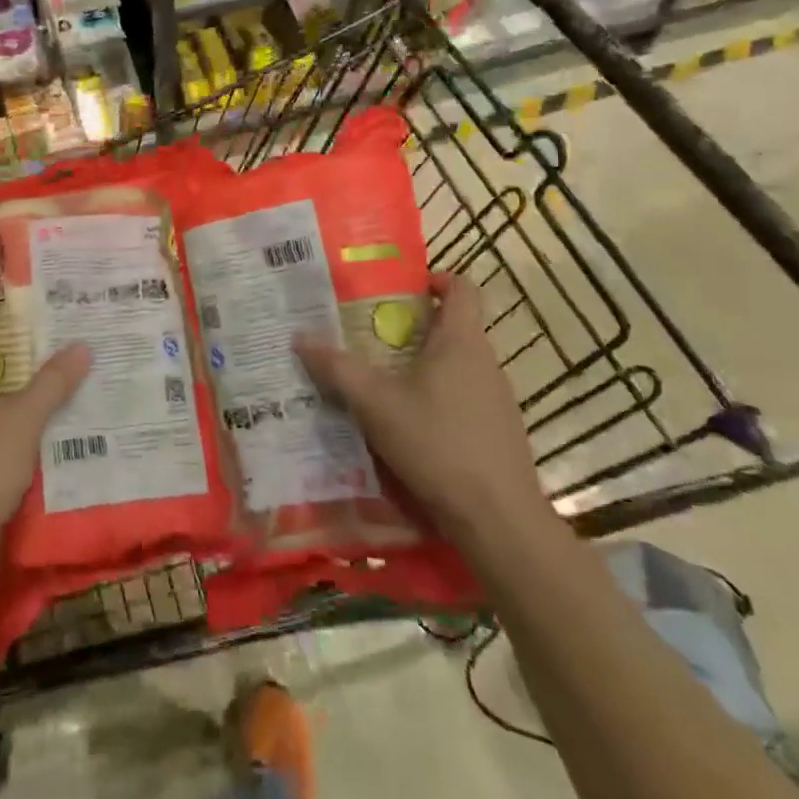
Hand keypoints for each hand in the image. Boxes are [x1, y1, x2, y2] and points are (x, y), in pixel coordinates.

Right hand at [294, 272, 551, 546]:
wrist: (498, 520)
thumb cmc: (437, 444)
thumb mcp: (375, 404)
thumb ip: (337, 369)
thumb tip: (299, 337)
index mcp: (461, 341)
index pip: (462, 287)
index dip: (435, 278)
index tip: (401, 288)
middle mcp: (485, 362)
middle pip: (453, 327)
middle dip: (413, 327)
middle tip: (370, 336)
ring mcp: (497, 400)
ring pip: (456, 366)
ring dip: (423, 366)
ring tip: (382, 382)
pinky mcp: (498, 433)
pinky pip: (464, 399)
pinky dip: (436, 400)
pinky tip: (408, 428)